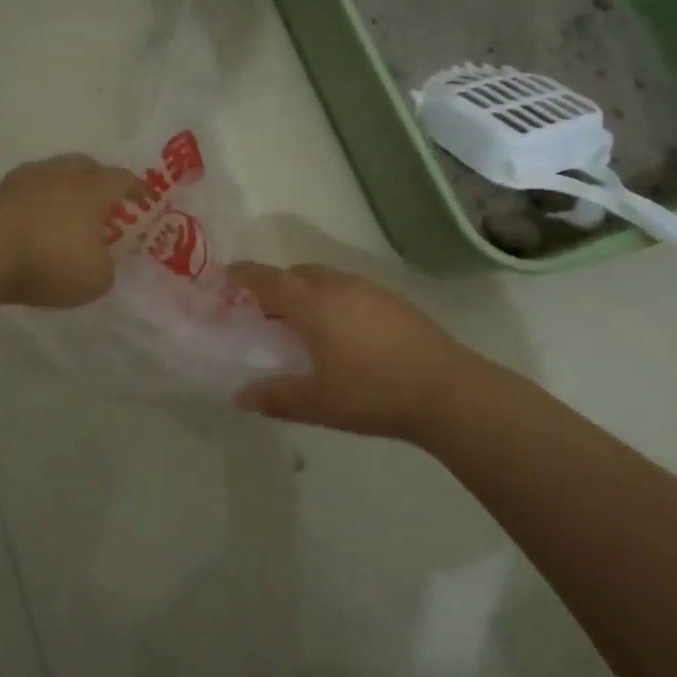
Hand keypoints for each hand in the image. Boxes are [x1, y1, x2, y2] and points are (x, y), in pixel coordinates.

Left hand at [0, 154, 139, 308]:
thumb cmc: (50, 259)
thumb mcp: (95, 278)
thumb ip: (105, 267)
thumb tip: (99, 260)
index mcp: (92, 189)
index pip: (122, 179)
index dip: (137, 189)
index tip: (144, 199)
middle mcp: (60, 176)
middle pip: (84, 165)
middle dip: (97, 178)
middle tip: (103, 197)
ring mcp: (23, 183)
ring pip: (50, 174)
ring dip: (62, 188)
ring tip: (65, 210)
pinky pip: (25, 194)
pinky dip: (34, 204)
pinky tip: (34, 222)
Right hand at [227, 262, 482, 442]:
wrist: (447, 390)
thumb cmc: (373, 394)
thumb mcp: (318, 403)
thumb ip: (276, 397)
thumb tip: (241, 395)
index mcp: (314, 305)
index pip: (270, 280)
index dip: (246, 275)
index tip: (228, 273)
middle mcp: (340, 287)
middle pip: (300, 272)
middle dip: (278, 283)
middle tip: (266, 308)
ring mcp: (371, 291)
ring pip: (328, 278)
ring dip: (308, 289)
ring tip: (304, 320)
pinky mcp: (395, 301)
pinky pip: (350, 288)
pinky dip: (333, 297)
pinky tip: (343, 329)